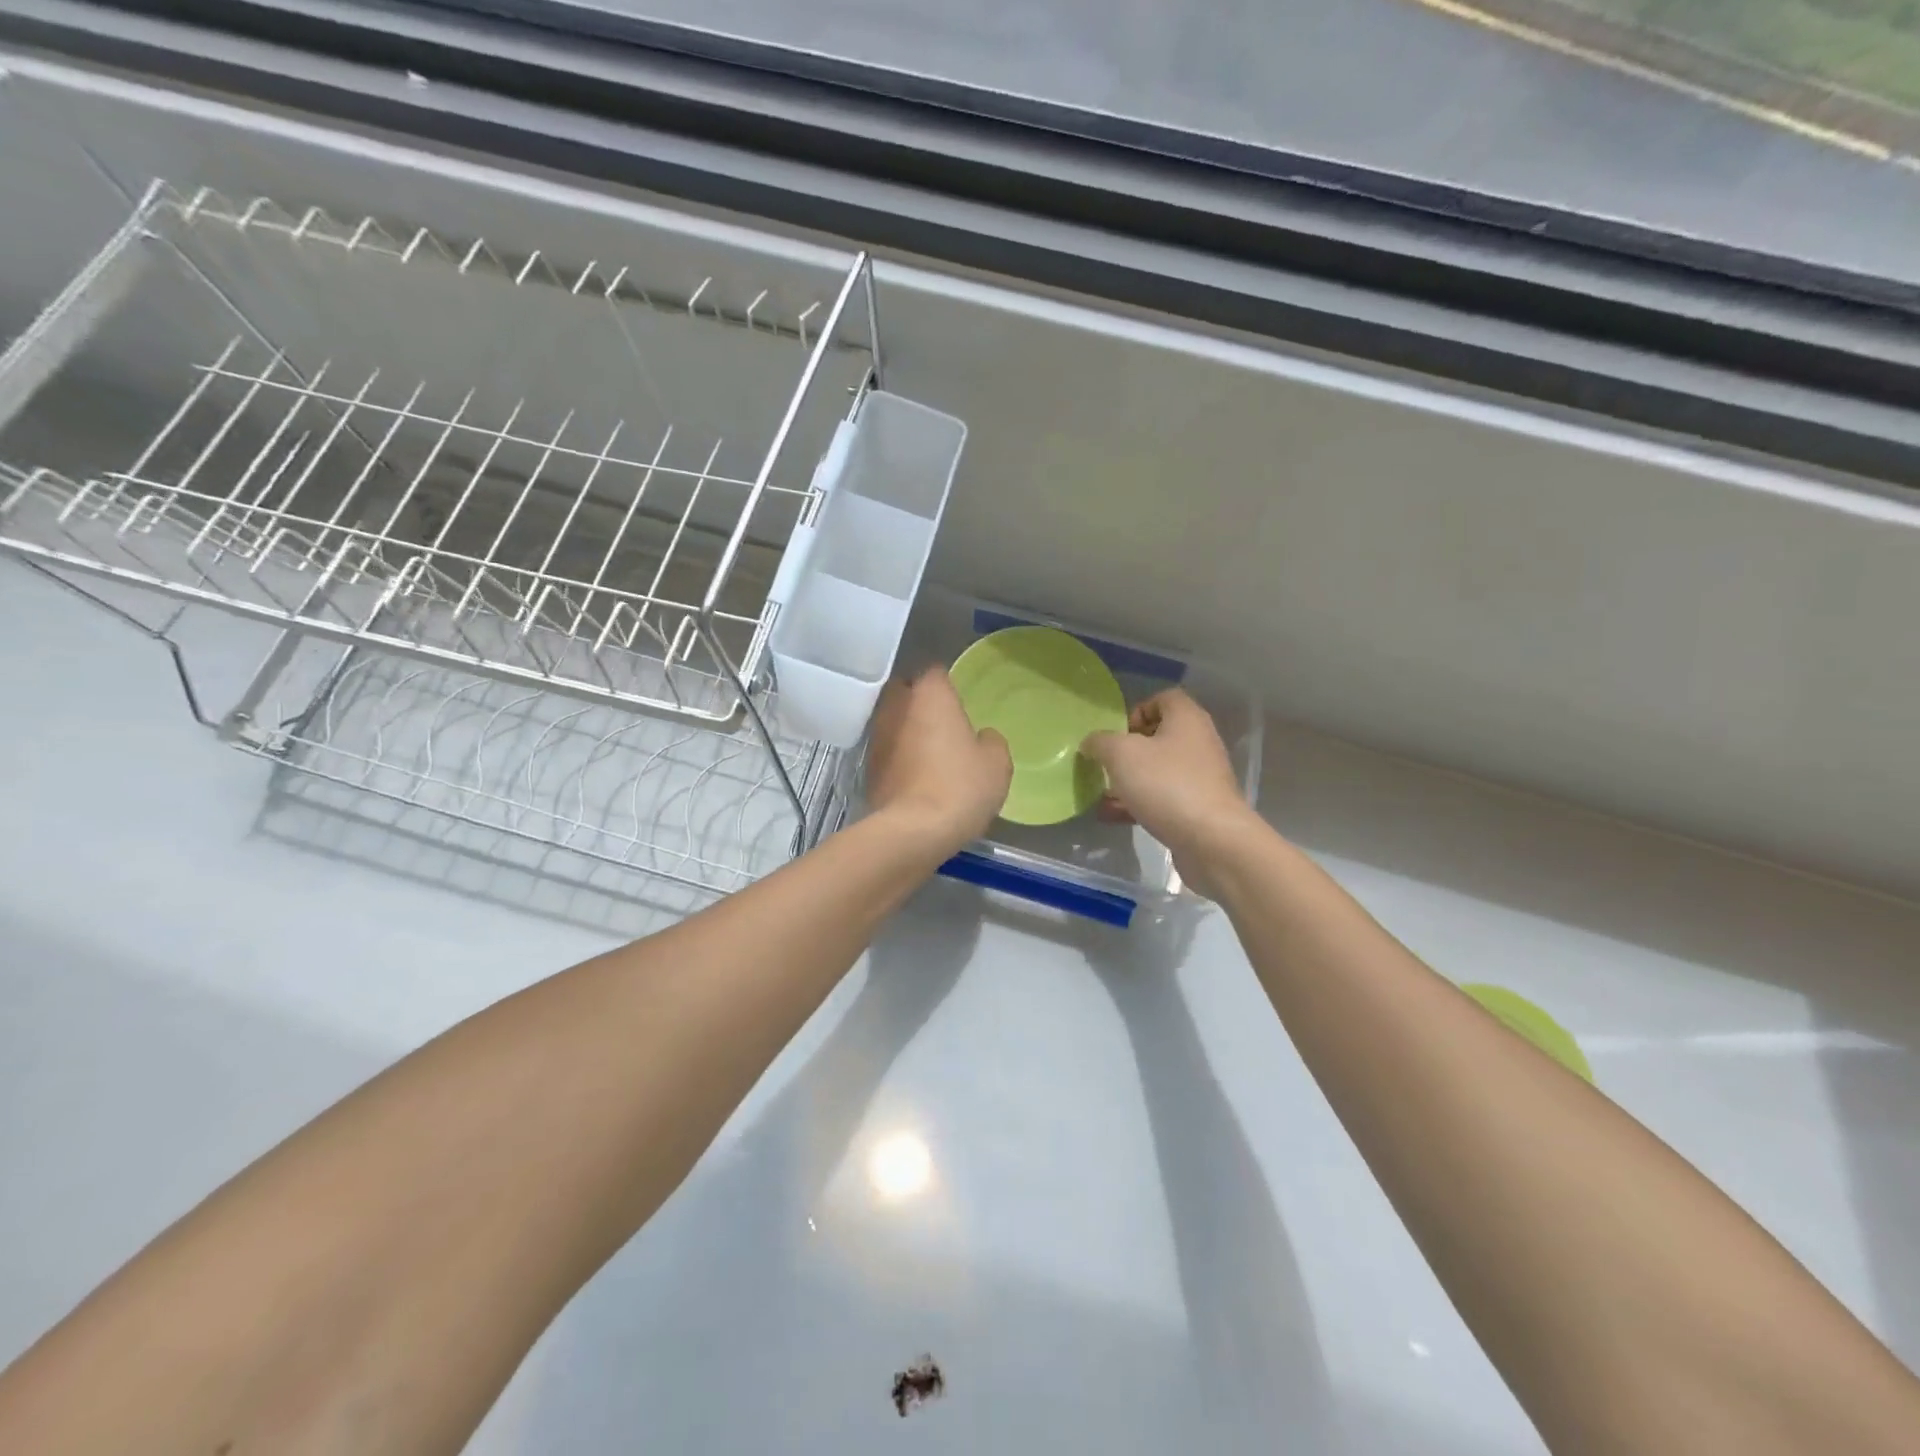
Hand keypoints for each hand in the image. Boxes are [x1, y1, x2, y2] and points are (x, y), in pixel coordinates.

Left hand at [866, 667, 1012, 851]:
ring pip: (893, 723)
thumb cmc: (960, 786)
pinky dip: (899, 758)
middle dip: (920, 702)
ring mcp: (877, 738)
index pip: (935, 672)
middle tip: (943, 722)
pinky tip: (916, 777)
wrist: (912, 831)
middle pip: (905, 692)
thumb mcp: (996, 763)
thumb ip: (990, 741)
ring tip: (930, 752)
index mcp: (930, 695)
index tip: (959, 701)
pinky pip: (887, 752)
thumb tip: (980, 738)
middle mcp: (896, 707)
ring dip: (907, 731)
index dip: (948, 684)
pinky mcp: (868, 769)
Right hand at [1082, 690, 1258, 896]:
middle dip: (1128, 750)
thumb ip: (1100, 742)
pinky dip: (1138, 804)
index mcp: (1187, 719)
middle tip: (1106, 764)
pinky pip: (1162, 798)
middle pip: (1159, 736)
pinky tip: (1111, 817)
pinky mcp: (1197, 808)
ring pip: (1158, 771)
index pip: (1164, 698)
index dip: (1137, 710)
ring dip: (1129, 781)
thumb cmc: (1166, 785)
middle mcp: (1198, 743)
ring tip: (1102, 794)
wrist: (1212, 841)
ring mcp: (1200, 778)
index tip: (1117, 733)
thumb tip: (1091, 743)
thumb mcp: (1121, 754)